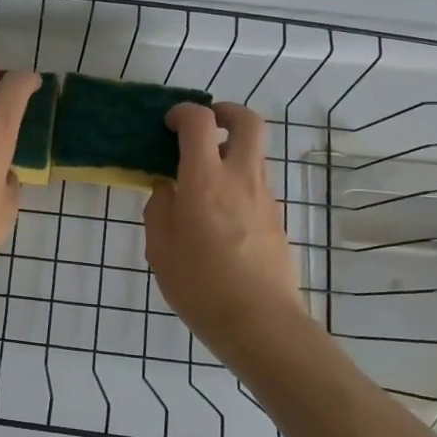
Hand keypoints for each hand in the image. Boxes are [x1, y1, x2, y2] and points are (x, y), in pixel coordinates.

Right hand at [145, 102, 305, 341]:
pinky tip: (217, 214)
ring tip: (204, 176)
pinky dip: (238, 181)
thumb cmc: (201, 286)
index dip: (182, 112)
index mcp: (205, 180)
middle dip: (226, 112)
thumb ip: (159, 210)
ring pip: (255, 153)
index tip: (168, 124)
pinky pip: (256, 184)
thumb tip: (166, 189)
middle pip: (248, 122)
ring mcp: (265, 198)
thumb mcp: (160, 250)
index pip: (199, 122)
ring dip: (232, 150)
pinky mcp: (276, 219)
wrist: (261, 324)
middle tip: (205, 125)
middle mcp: (241, 178)